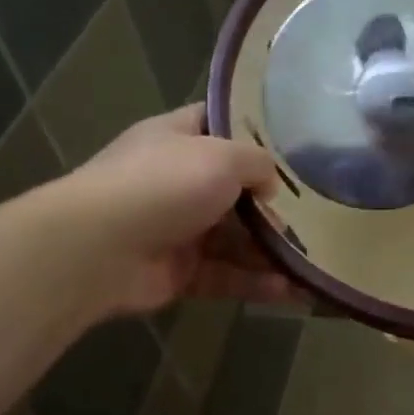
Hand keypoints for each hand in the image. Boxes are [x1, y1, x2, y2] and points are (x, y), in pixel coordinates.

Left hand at [61, 106, 299, 316]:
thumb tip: (270, 184)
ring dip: (270, 250)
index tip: (294, 145)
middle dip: (271, 204)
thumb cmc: (164, 185)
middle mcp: (176, 181)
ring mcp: (177, 229)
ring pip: (234, 239)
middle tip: (315, 215)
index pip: (218, 124)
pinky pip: (226, 275)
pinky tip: (290, 290)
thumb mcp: (221, 156)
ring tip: (311, 261)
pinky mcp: (179, 273)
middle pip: (233, 189)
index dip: (253, 132)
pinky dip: (255, 282)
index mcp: (177, 139)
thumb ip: (257, 163)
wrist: (98, 249)